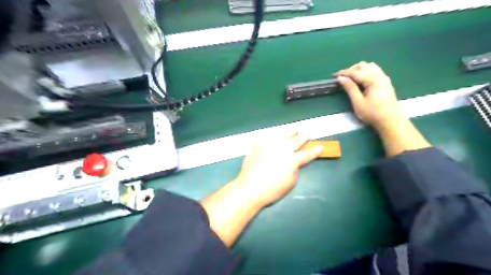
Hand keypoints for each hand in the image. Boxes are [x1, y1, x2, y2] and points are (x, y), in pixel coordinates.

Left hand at [233, 129, 322, 207]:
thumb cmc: (272, 189)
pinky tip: (278, 134)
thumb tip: (295, 161)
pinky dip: (276, 134)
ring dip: (291, 131)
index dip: (315, 151)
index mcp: (292, 160)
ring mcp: (270, 144)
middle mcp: (283, 148)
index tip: (320, 147)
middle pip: (296, 140)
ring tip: (294, 130)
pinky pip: (270, 135)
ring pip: (284, 133)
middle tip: (307, 134)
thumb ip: (295, 168)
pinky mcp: (260, 143)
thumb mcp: (290, 182)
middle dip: (304, 137)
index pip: (307, 154)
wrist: (250, 187)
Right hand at [336, 61, 404, 128]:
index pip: (355, 72)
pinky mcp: (386, 82)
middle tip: (343, 79)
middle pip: (364, 65)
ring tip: (352, 79)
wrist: (391, 121)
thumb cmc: (372, 113)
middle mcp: (379, 75)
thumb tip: (341, 78)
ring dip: (359, 70)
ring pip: (370, 66)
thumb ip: (350, 88)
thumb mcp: (358, 102)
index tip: (334, 75)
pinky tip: (362, 81)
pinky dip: (366, 72)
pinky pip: (375, 71)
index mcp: (372, 80)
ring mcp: (384, 78)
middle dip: (352, 69)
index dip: (344, 73)